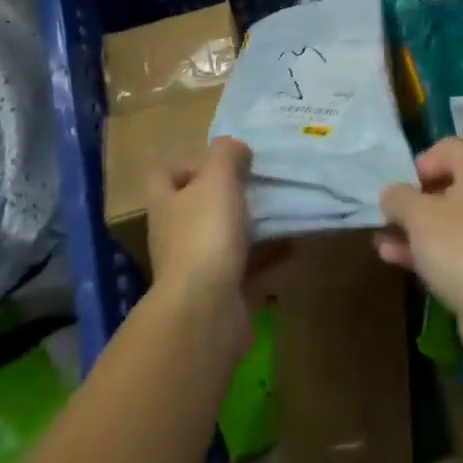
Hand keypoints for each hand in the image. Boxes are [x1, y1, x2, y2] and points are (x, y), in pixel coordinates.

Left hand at [146, 137, 287, 351]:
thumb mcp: (218, 177)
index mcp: (167, 205)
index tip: (223, 163)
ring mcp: (198, 272)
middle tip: (262, 185)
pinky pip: (250, 272)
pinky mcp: (223, 299)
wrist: (206, 314)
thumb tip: (235, 149)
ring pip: (228, 241)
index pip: (166, 177)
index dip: (190, 164)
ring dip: (256, 229)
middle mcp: (176, 237)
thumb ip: (227, 153)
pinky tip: (297, 246)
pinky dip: (272, 260)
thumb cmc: (205, 233)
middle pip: (200, 209)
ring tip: (286, 211)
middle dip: (231, 197)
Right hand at [377, 136, 462, 379]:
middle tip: (390, 215)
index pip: (448, 148)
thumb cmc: (459, 244)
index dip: (421, 162)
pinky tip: (396, 260)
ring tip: (382, 241)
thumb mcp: (417, 214)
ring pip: (447, 223)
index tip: (402, 186)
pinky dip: (428, 253)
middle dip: (414, 202)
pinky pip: (454, 250)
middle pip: (447, 187)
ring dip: (415, 230)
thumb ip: (398, 197)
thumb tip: (391, 195)